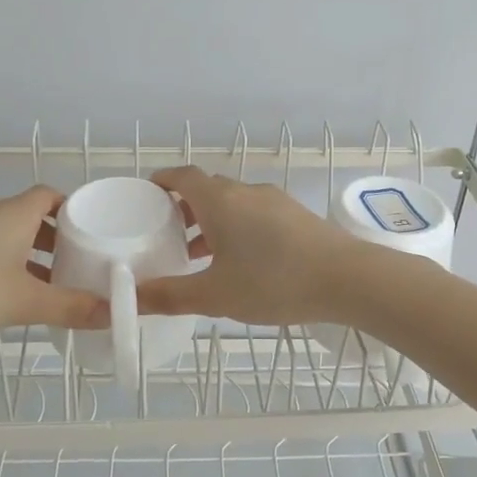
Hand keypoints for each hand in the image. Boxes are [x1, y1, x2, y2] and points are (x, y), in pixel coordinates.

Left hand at [0, 185, 108, 333]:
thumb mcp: (25, 302)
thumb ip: (70, 307)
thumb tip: (113, 312)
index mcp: (14, 214)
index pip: (50, 195)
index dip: (72, 210)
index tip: (89, 232)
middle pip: (29, 216)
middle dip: (53, 239)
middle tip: (73, 265)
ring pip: (3, 235)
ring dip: (25, 255)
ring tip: (42, 286)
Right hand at [136, 166, 365, 324]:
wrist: (348, 278)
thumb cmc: (274, 281)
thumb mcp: (215, 295)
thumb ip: (169, 296)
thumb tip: (129, 299)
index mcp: (220, 200)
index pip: (182, 176)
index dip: (162, 182)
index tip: (146, 196)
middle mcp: (245, 192)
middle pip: (207, 190)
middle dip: (183, 208)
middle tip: (166, 235)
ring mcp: (275, 201)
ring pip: (233, 204)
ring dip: (211, 222)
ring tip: (198, 255)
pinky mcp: (296, 216)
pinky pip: (255, 214)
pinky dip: (237, 229)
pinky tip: (241, 262)